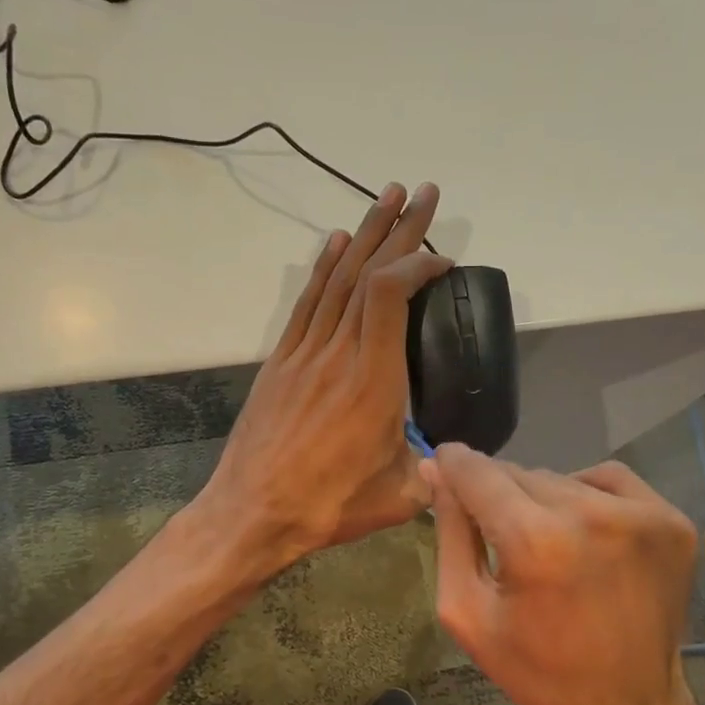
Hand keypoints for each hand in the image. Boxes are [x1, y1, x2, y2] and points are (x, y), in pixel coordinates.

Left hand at [200, 182, 450, 568]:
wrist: (252, 513)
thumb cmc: (329, 507)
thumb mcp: (400, 496)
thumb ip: (432, 471)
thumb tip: (452, 462)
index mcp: (373, 381)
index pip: (391, 295)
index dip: (418, 264)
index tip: (443, 260)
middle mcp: (338, 353)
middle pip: (367, 273)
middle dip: (399, 228)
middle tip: (422, 191)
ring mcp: (304, 353)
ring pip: (336, 279)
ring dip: (363, 235)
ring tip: (385, 197)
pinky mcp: (281, 362)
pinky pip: (306, 303)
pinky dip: (323, 268)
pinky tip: (336, 243)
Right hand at [424, 444, 699, 704]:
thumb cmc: (535, 671)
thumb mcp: (466, 610)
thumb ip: (450, 533)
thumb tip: (436, 470)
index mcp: (536, 541)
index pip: (478, 471)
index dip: (452, 466)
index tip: (441, 469)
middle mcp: (593, 515)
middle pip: (520, 473)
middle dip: (499, 495)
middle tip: (501, 535)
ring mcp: (642, 515)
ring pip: (563, 477)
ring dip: (543, 499)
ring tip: (547, 544)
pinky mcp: (673, 522)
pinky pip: (609, 480)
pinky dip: (587, 495)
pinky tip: (583, 533)